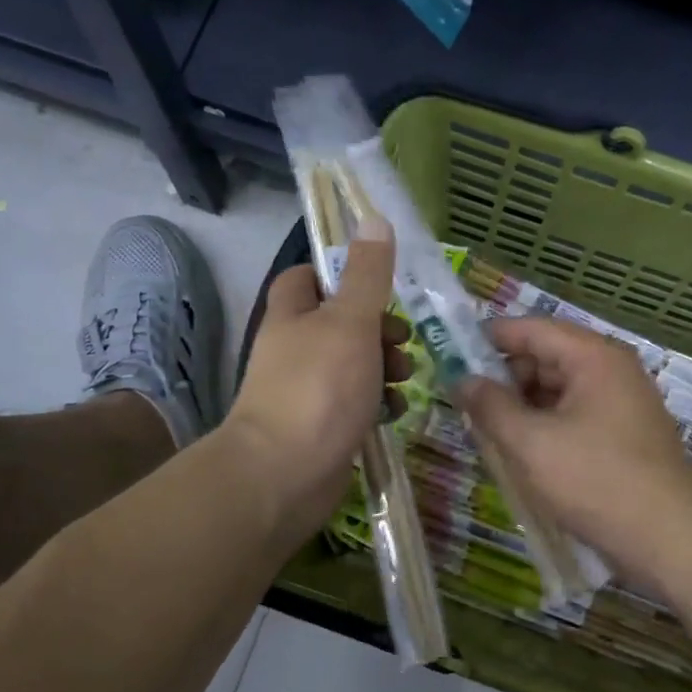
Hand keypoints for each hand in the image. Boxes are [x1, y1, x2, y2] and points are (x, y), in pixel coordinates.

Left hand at [225, 235, 411, 544]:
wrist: (285, 474)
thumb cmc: (319, 388)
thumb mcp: (351, 321)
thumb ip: (367, 274)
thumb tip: (373, 217)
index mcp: (292, 315)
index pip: (308, 279)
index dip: (342, 275)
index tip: (379, 286)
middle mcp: (294, 350)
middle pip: (340, 324)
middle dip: (378, 329)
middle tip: (403, 341)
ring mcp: (306, 392)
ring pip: (352, 367)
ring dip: (383, 368)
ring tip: (406, 379)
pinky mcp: (321, 428)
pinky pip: (354, 405)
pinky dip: (376, 404)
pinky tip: (394, 412)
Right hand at [457, 316, 691, 586]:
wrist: (667, 536)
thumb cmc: (595, 480)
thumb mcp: (531, 442)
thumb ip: (491, 406)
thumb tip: (462, 380)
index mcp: (593, 357)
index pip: (531, 328)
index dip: (488, 338)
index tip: (450, 354)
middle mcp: (610, 370)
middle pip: (545, 357)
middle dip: (504, 378)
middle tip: (464, 404)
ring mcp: (619, 404)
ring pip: (557, 391)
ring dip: (522, 407)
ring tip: (486, 433)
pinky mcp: (621, 436)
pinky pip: (572, 417)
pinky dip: (544, 427)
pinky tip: (520, 452)